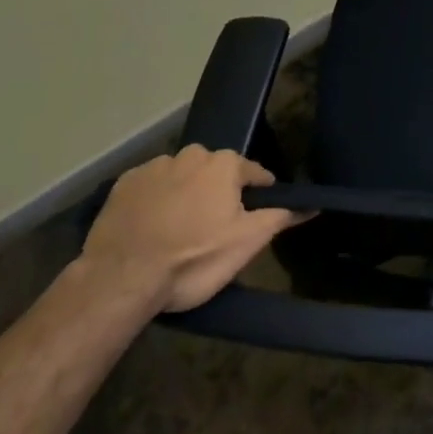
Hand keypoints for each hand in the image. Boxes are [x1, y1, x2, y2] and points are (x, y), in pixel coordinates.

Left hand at [80, 146, 302, 314]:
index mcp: (224, 165)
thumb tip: (311, 205)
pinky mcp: (123, 184)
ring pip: (181, 177)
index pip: (254, 172)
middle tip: (213, 228)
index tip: (255, 215)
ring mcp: (154, 167)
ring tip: (178, 231)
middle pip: (215, 172)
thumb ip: (280, 218)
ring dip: (185, 195)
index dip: (259, 193)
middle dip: (218, 193)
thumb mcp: (247, 243)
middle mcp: (191, 155)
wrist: (120, 278)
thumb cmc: (193, 259)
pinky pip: (150, 187)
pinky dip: (155, 201)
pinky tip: (151, 228)